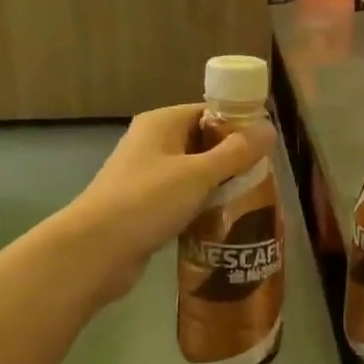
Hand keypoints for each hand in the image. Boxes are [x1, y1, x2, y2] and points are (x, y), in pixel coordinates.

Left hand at [64, 103, 276, 304]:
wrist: (94, 251)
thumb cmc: (146, 201)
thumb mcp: (198, 174)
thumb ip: (235, 152)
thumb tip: (269, 128)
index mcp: (161, 123)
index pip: (208, 112)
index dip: (238, 125)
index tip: (267, 146)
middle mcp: (152, 143)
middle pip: (202, 143)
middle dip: (233, 159)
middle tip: (265, 177)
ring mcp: (146, 176)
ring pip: (193, 174)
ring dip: (219, 186)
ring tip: (252, 201)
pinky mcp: (145, 207)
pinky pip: (182, 199)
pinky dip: (201, 207)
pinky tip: (224, 222)